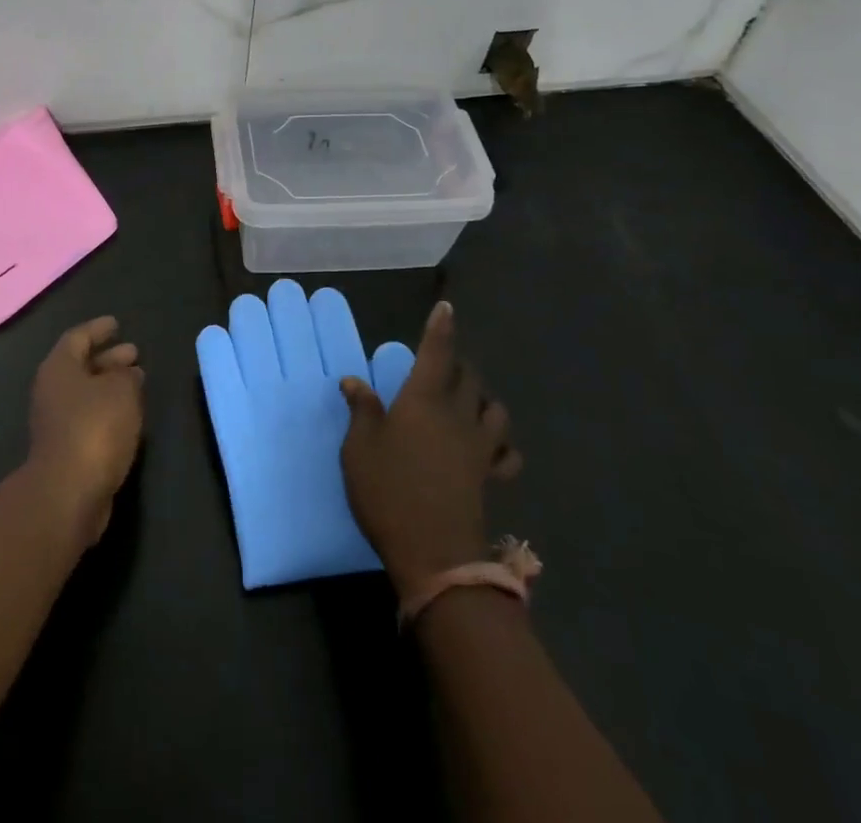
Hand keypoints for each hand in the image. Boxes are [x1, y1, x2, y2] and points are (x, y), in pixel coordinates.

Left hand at [27, 316, 144, 546]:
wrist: (68, 493)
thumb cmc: (94, 428)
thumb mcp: (121, 391)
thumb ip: (127, 376)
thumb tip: (127, 374)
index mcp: (59, 368)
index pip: (78, 337)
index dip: (98, 329)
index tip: (116, 324)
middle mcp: (52, 391)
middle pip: (81, 366)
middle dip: (108, 358)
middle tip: (134, 353)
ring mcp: (56, 422)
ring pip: (86, 393)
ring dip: (110, 386)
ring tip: (138, 382)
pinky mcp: (66, 450)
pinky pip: (89, 418)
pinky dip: (108, 410)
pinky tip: (128, 414)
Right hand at [338, 301, 521, 597]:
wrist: (435, 553)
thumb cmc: (389, 491)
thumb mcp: (359, 448)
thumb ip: (361, 410)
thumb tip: (353, 380)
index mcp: (423, 400)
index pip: (436, 353)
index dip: (440, 329)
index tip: (446, 308)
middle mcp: (456, 414)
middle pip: (469, 376)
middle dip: (459, 363)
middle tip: (443, 363)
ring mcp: (478, 447)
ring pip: (494, 409)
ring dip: (483, 398)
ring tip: (469, 400)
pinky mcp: (489, 476)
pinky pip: (506, 452)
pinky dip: (502, 445)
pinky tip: (491, 448)